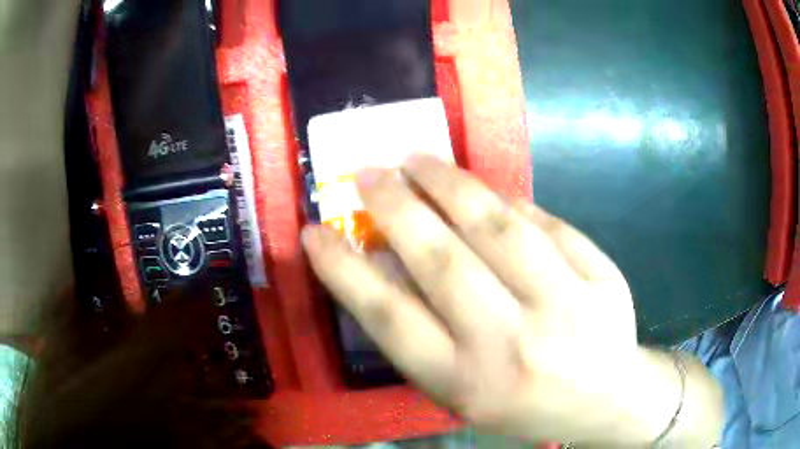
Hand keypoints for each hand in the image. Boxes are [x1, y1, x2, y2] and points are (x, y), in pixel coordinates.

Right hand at [302, 155, 722, 445]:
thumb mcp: (460, 391)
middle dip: (393, 207)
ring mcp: (566, 306)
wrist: (606, 398)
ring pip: (496, 226)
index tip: (313, 232)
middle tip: (367, 173)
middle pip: (440, 260)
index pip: (388, 317)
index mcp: (468, 382)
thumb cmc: (523, 404)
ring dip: (446, 183)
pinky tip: (485, 192)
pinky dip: (507, 200)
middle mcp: (512, 344)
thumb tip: (381, 261)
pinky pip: (544, 223)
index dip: (342, 269)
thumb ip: (420, 333)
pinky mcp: (601, 276)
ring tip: (416, 159)